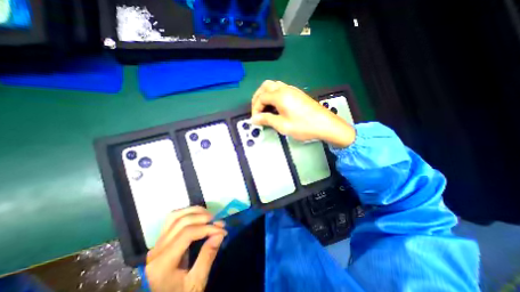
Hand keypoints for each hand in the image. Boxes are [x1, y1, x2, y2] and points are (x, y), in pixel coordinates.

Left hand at [145, 207, 227, 291]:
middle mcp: (157, 250)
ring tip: (209, 216)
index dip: (207, 228)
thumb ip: (207, 256)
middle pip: (182, 222)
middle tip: (218, 222)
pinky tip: (197, 216)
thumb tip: (220, 233)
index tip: (222, 230)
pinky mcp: (160, 240)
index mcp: (163, 264)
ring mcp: (157, 243)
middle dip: (203, 218)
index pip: (187, 233)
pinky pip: (172, 219)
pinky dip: (187, 213)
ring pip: (175, 216)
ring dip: (195, 212)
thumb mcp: (196, 283)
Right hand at [249, 80, 354, 147]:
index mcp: (280, 96)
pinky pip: (281, 88)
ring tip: (264, 107)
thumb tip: (254, 119)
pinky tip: (275, 105)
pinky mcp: (297, 93)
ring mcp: (292, 89)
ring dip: (265, 94)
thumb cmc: (303, 126)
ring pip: (273, 85)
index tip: (255, 119)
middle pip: (265, 86)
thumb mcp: (283, 125)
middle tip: (257, 110)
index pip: (261, 97)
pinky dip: (273, 95)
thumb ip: (266, 120)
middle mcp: (285, 89)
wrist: (325, 125)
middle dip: (258, 97)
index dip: (255, 108)